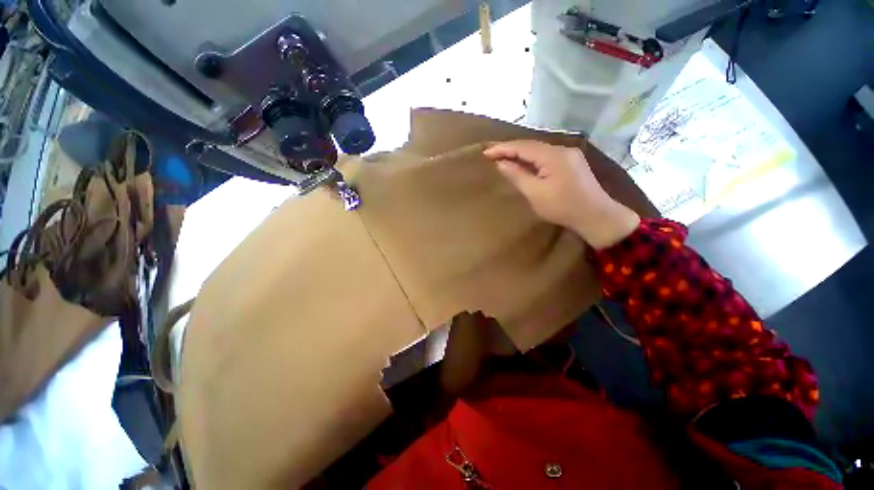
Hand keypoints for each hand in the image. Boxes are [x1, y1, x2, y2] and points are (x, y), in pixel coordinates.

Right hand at [483, 140, 639, 249]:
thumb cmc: (563, 207)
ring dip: (520, 154)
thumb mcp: (535, 193)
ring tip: (503, 158)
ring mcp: (570, 155)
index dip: (503, 149)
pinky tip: (524, 163)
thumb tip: (501, 163)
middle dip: (510, 149)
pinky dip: (532, 159)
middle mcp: (563, 149)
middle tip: (491, 154)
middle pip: (531, 145)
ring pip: (539, 150)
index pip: (523, 147)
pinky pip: (546, 156)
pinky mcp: (572, 163)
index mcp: (553, 155)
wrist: (596, 216)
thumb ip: (517, 175)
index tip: (485, 153)